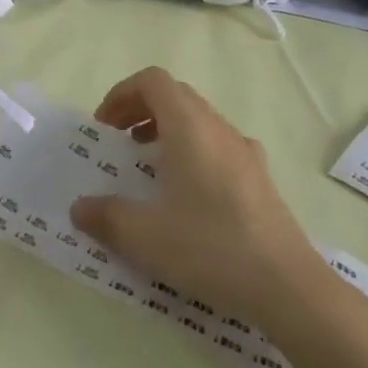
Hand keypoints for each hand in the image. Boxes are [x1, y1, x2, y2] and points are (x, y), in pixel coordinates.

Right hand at [70, 67, 317, 325]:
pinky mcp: (260, 178)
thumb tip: (80, 208)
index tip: (104, 128)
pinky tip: (188, 198)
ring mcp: (245, 151)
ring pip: (199, 121)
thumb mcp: (144, 237)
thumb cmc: (210, 248)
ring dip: (166, 132)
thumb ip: (105, 216)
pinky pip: (218, 146)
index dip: (122, 94)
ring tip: (149, 171)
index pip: (153, 81)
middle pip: (175, 96)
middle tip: (119, 145)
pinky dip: (192, 153)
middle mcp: (219, 128)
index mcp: (189, 127)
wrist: (287, 286)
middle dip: (140, 112)